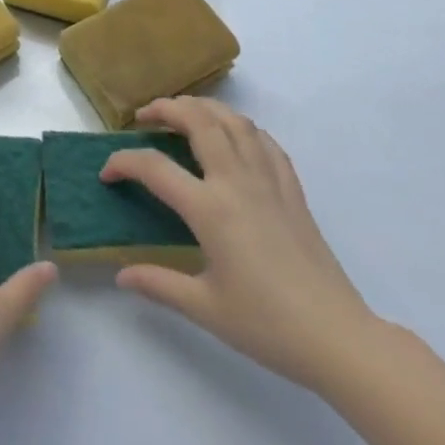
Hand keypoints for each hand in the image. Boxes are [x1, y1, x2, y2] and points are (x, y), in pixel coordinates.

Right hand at [100, 96, 380, 393]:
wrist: (337, 337)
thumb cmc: (267, 324)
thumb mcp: (205, 308)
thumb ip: (159, 283)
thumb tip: (121, 275)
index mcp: (210, 209)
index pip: (154, 168)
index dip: (123, 163)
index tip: (107, 174)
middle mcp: (237, 182)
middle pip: (199, 121)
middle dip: (166, 108)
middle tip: (144, 116)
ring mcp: (269, 181)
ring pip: (234, 122)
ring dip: (203, 108)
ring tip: (184, 113)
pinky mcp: (292, 190)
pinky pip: (265, 142)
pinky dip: (242, 128)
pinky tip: (233, 136)